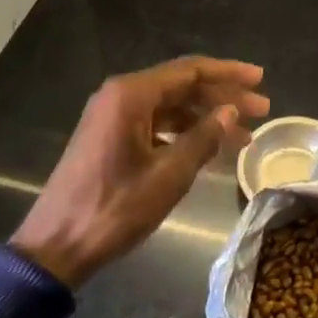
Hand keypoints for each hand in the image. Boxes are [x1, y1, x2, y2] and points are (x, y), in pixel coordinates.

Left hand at [11, 56, 268, 287]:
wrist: (55, 246)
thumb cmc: (114, 208)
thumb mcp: (168, 175)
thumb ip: (203, 138)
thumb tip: (231, 113)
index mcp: (131, 95)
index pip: (191, 71)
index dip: (229, 74)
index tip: (261, 79)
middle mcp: (120, 96)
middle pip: (182, 85)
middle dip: (223, 97)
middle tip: (262, 110)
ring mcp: (113, 117)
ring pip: (171, 106)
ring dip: (207, 117)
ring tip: (244, 135)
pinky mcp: (110, 137)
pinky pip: (156, 123)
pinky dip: (185, 132)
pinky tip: (209, 148)